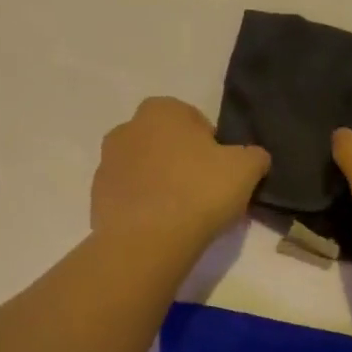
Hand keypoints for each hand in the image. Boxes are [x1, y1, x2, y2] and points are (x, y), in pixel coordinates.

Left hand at [92, 98, 270, 251]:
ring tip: (182, 215)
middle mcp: (128, 127)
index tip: (221, 174)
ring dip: (161, 183)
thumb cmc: (198, 191)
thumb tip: (254, 158)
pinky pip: (129, 195)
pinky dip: (143, 206)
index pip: (195, 121)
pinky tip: (160, 227)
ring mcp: (107, 162)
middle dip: (182, 161)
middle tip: (204, 193)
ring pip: (145, 168)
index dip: (212, 147)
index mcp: (161, 109)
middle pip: (166, 143)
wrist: (146, 241)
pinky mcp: (96, 196)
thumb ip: (254, 155)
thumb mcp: (246, 169)